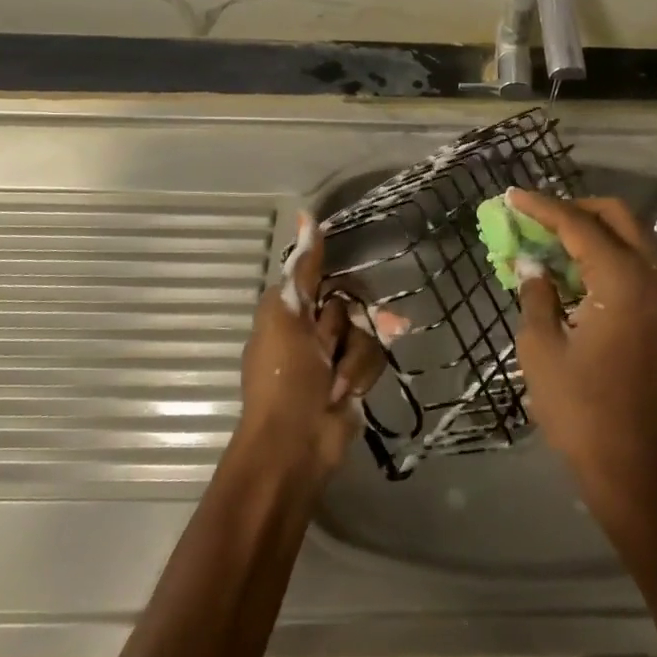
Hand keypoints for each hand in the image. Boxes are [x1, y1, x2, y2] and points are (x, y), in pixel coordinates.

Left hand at [237, 212, 385, 484]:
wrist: (295, 443)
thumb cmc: (283, 376)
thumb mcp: (287, 314)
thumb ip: (304, 268)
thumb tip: (305, 214)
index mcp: (289, 308)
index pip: (321, 275)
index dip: (336, 277)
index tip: (350, 274)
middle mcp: (313, 326)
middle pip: (352, 302)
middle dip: (350, 323)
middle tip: (331, 344)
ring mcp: (336, 353)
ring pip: (367, 330)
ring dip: (354, 356)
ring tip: (337, 381)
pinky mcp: (355, 376)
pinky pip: (374, 357)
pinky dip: (361, 374)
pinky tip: (348, 391)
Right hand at [507, 189, 656, 517]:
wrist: (633, 465)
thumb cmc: (580, 408)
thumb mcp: (540, 347)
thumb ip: (536, 294)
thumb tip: (533, 266)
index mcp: (623, 279)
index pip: (578, 224)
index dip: (542, 207)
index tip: (512, 196)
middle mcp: (654, 276)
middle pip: (616, 217)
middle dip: (574, 209)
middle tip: (536, 218)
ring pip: (631, 238)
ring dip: (593, 233)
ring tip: (550, 244)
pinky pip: (638, 265)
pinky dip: (608, 257)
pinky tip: (576, 274)